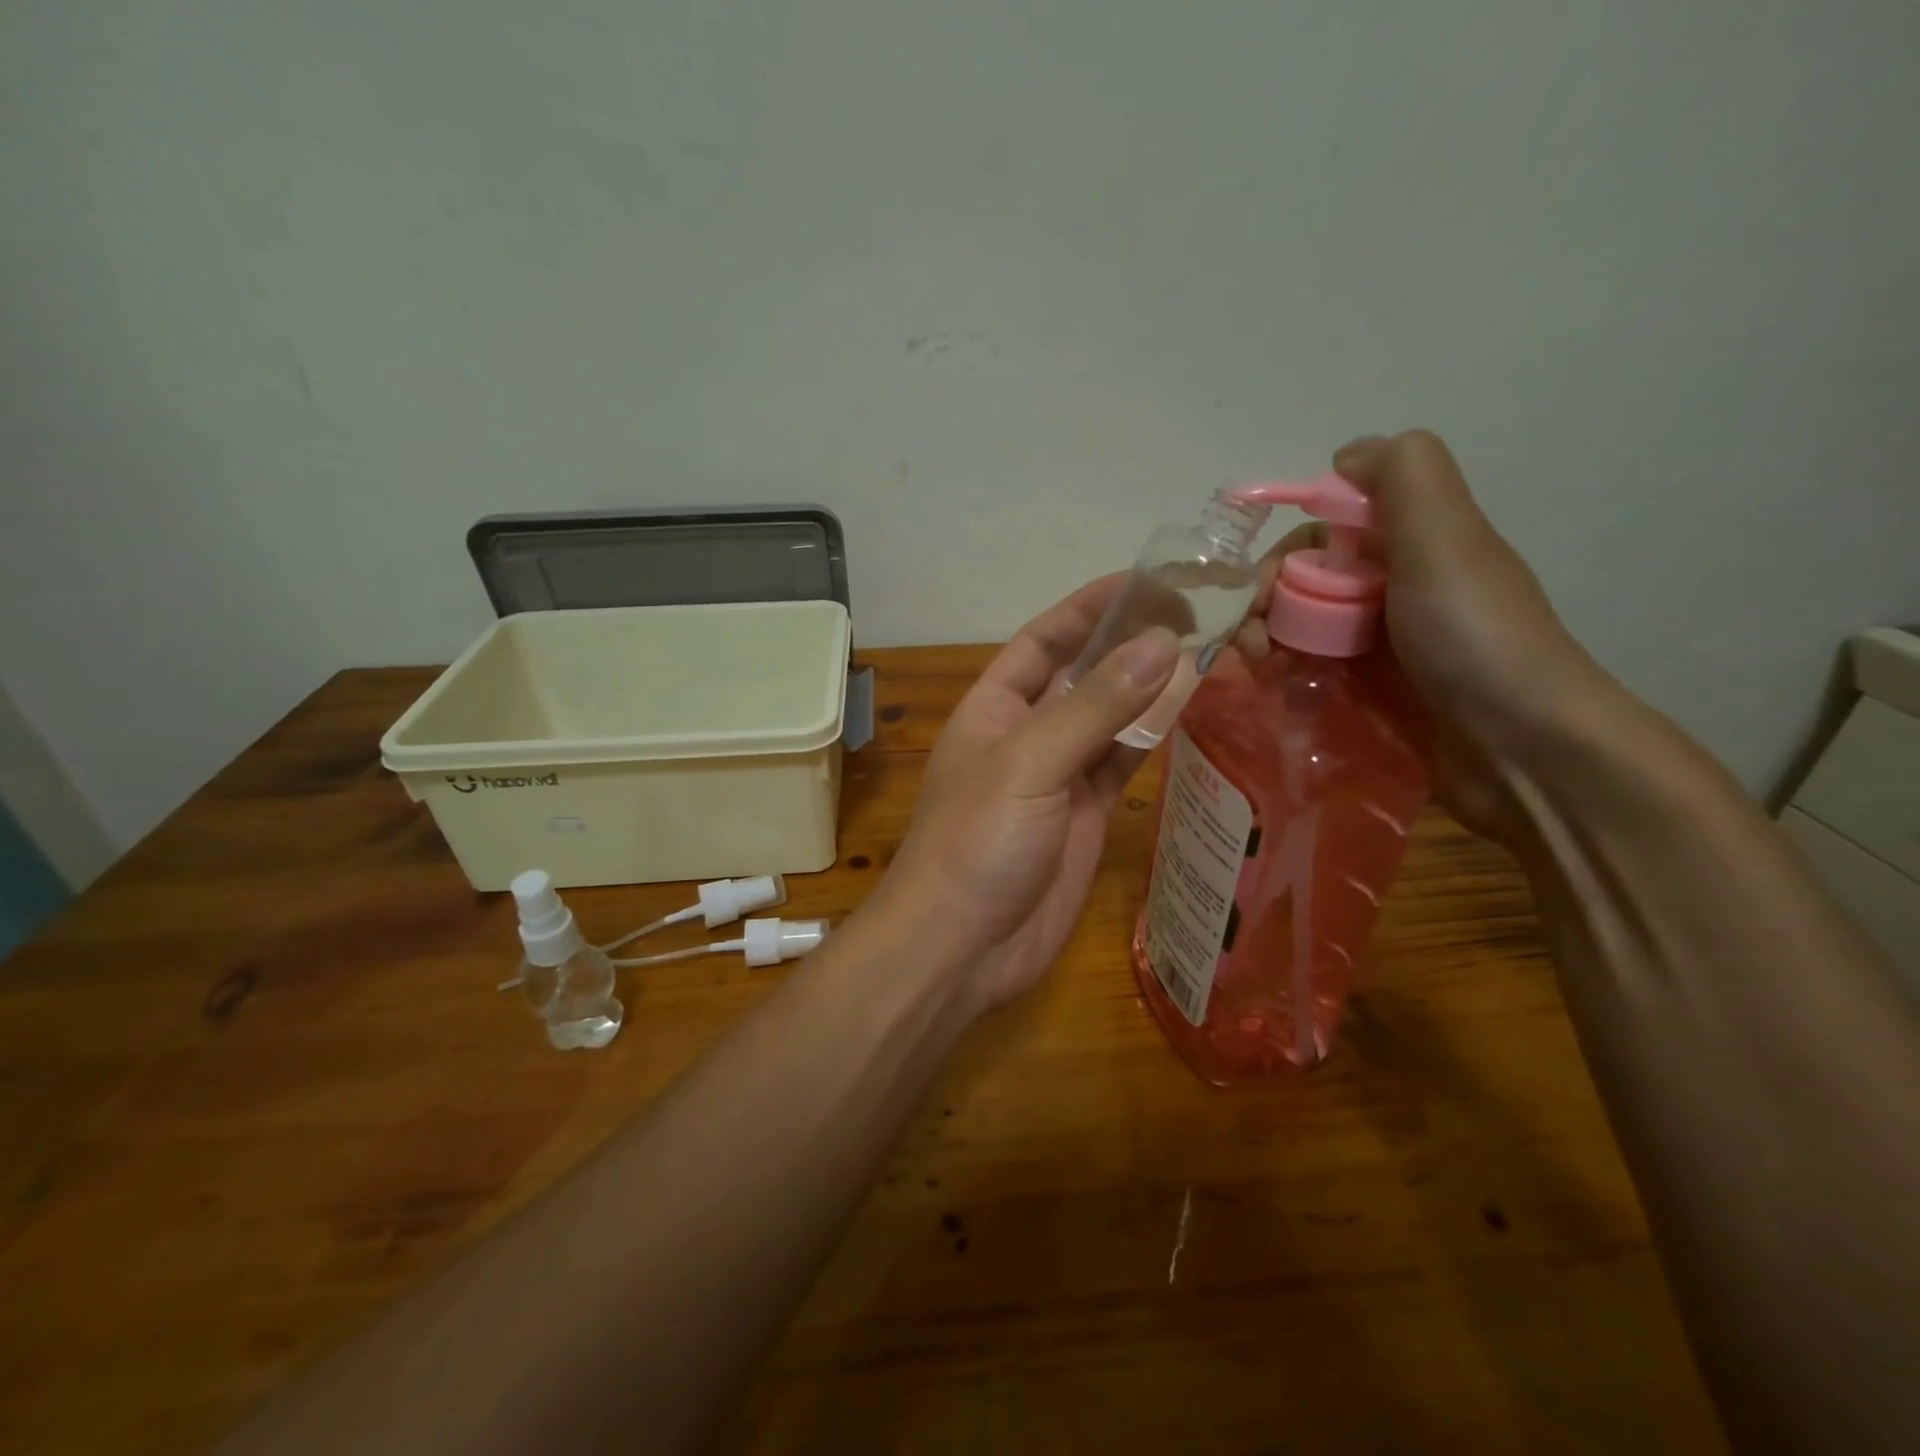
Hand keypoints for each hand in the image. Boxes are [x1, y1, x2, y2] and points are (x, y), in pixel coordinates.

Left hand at [870, 580, 1179, 1012]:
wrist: (961, 949)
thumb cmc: (976, 844)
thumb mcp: (1028, 764)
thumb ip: (1094, 707)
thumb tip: (1162, 643)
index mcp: (994, 707)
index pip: (1045, 639)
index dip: (1090, 607)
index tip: (1148, 580)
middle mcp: (1027, 733)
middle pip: (1085, 675)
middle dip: (1132, 644)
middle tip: (1201, 614)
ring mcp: (1059, 776)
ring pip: (1113, 718)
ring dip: (1153, 688)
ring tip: (1212, 651)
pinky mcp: (1088, 816)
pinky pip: (1125, 763)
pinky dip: (1154, 737)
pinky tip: (1192, 710)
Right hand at [1238, 430, 1619, 845]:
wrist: (1521, 750)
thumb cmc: (1473, 637)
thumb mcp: (1445, 537)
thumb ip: (1403, 476)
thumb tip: (1345, 455)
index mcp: (1409, 546)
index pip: (1321, 534)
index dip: (1282, 555)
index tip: (1258, 593)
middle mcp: (1391, 590)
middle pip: (1302, 585)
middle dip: (1263, 606)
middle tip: (1250, 645)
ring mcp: (1380, 648)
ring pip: (1300, 631)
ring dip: (1267, 645)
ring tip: (1259, 673)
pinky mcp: (1370, 697)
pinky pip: (1312, 675)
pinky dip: (1287, 680)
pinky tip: (1280, 696)